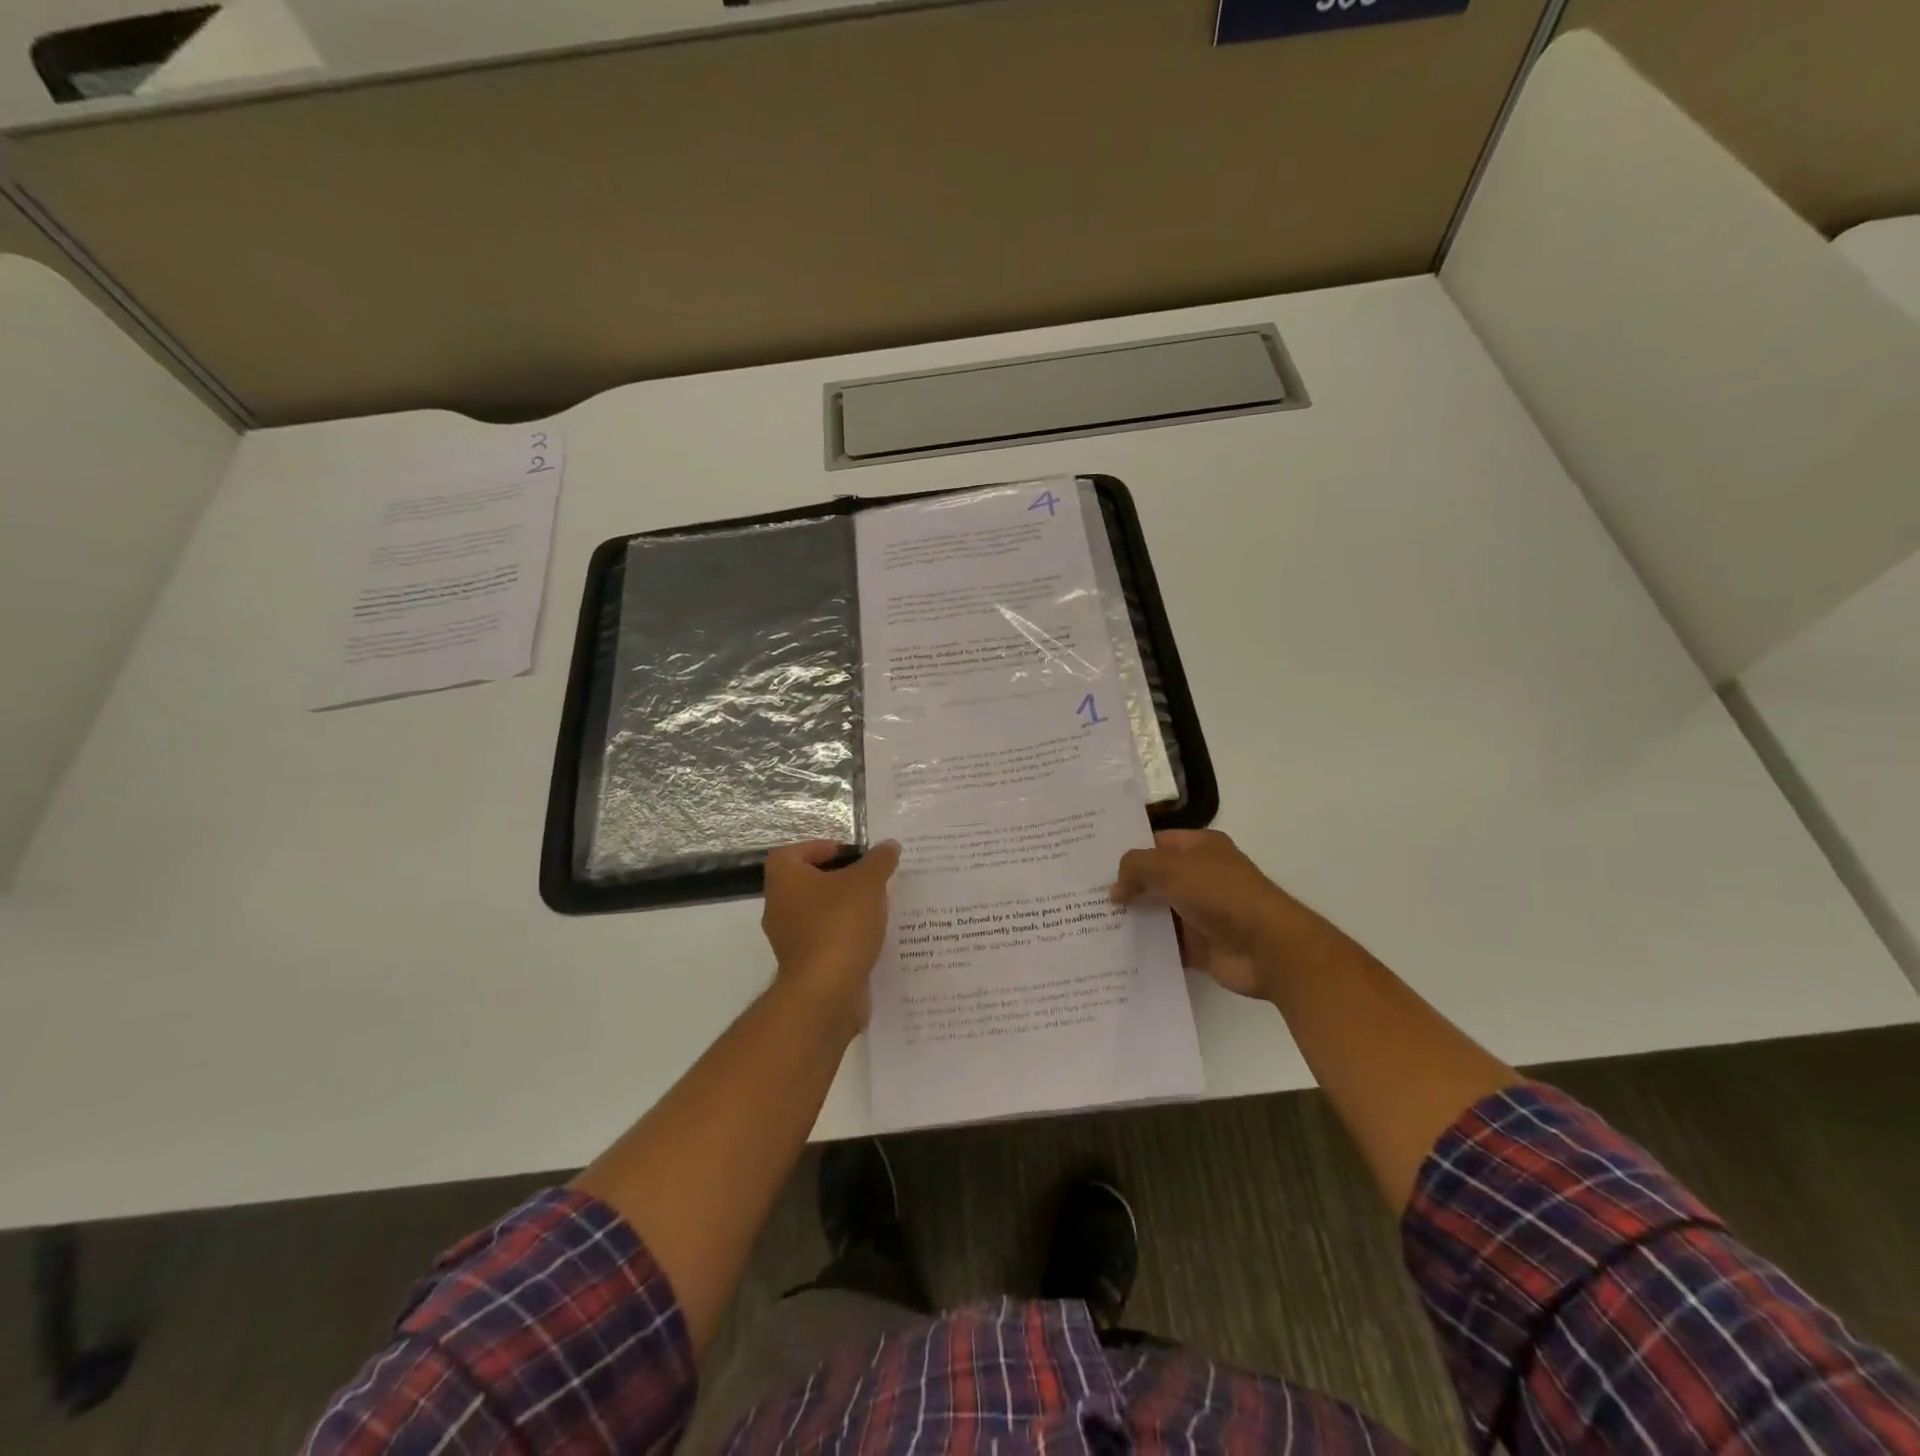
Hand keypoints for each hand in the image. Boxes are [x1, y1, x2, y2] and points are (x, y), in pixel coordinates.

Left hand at [761, 840, 900, 1029]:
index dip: (821, 848)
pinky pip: (826, 940)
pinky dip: (846, 936)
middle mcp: (779, 907)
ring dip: (844, 908)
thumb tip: (888, 845)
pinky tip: (874, 936)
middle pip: (807, 882)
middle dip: (839, 878)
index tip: (852, 854)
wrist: (827, 992)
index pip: (793, 852)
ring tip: (878, 906)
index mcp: (784, 879)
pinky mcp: (805, 965)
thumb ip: (879, 860)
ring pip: (818, 913)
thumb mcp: (867, 883)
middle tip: (870, 878)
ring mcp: (789, 939)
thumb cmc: (840, 924)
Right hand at [1111, 830, 1325, 1000]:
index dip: (1127, 849)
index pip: (1155, 842)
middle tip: (1083, 894)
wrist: (1267, 947)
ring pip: (1157, 913)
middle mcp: (1200, 876)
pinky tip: (1114, 951)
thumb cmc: (1221, 894)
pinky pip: (1166, 945)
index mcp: (1200, 848)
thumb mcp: (1171, 868)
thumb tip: (1114, 890)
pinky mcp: (1200, 946)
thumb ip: (1136, 868)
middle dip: (1124, 887)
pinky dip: (1146, 948)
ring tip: (1090, 923)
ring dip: (1132, 919)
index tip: (1092, 861)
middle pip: (1154, 878)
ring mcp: (1201, 913)